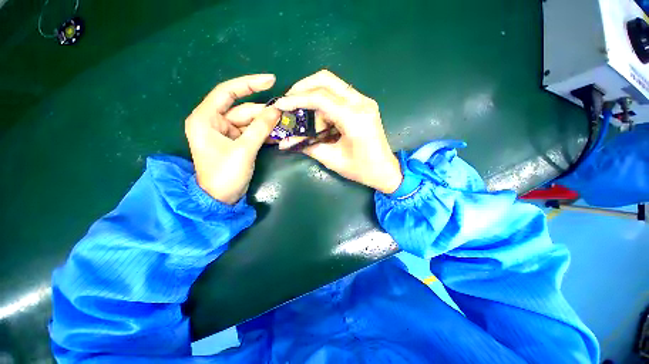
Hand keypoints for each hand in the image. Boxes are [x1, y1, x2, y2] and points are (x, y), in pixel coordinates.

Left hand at [185, 74, 280, 204]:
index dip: (249, 84)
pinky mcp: (234, 142)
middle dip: (264, 112)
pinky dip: (263, 133)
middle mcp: (213, 122)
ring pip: (249, 122)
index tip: (271, 80)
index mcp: (205, 118)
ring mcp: (225, 133)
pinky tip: (277, 134)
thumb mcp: (244, 150)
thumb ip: (260, 128)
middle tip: (286, 114)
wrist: (220, 199)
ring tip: (285, 124)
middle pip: (243, 110)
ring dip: (267, 124)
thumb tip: (277, 111)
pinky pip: (251, 132)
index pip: (228, 92)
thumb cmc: (226, 174)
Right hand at [274, 70, 402, 193]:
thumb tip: (284, 141)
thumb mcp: (332, 159)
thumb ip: (308, 146)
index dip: (296, 99)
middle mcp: (361, 103)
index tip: (280, 104)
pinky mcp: (364, 104)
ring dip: (315, 98)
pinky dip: (325, 103)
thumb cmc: (361, 169)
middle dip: (303, 88)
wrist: (385, 170)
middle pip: (326, 80)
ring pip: (332, 85)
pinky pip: (339, 95)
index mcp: (354, 118)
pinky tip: (322, 120)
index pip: (320, 98)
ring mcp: (364, 101)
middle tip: (289, 102)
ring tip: (310, 121)